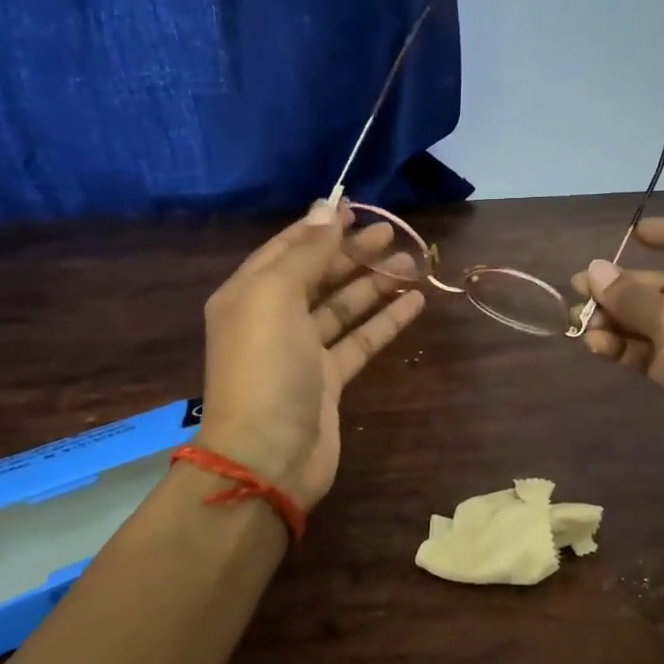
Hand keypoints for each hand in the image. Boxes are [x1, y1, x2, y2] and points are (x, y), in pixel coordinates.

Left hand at [198, 202, 424, 508]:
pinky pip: (359, 340)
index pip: (288, 248)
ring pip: (343, 307)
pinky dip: (385, 321)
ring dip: (375, 284)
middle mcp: (272, 318)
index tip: (357, 207)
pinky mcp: (329, 380)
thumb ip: (306, 253)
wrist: (268, 456)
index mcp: (249, 294)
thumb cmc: (266, 368)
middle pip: (318, 275)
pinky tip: (415, 302)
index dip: (321, 227)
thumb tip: (327, 207)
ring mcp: (302, 351)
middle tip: (393, 234)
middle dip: (353, 253)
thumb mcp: (276, 297)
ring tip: (412, 263)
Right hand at [570, 218, 663, 523]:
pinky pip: (653, 356)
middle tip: (582, 286)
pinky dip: (626, 349)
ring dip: (620, 320)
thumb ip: (634, 297)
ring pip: (658, 325)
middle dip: (630, 287)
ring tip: (579, 319)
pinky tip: (595, 345)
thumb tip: (592, 270)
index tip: (636, 234)